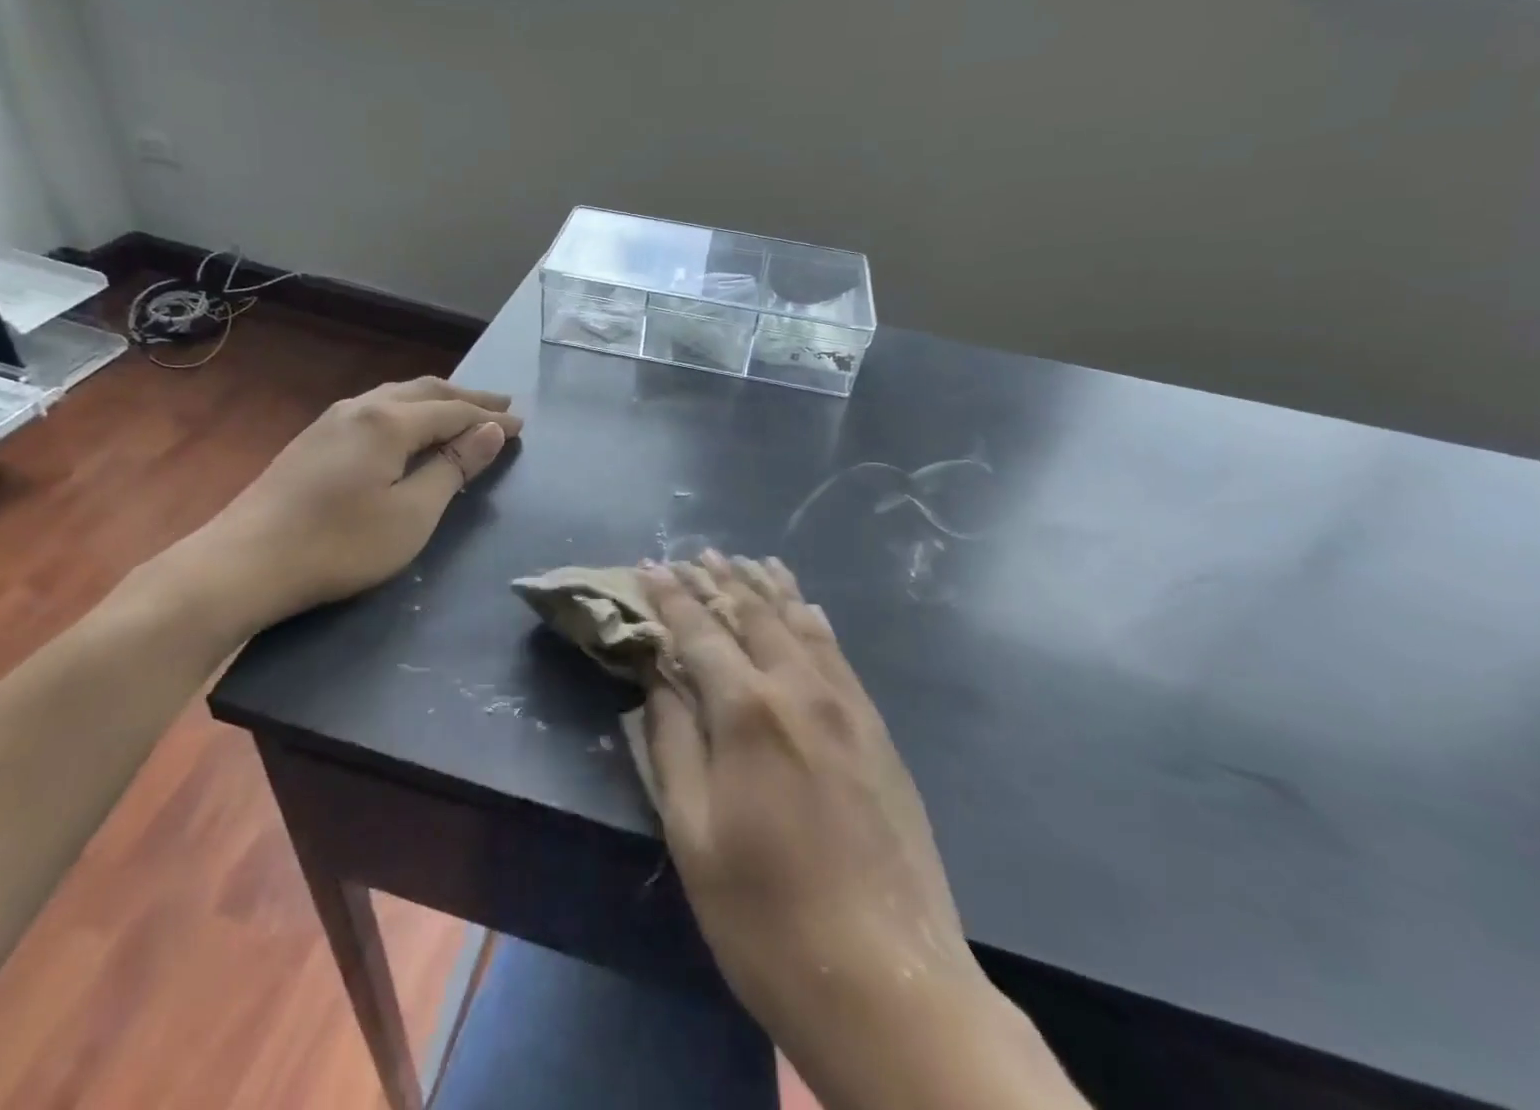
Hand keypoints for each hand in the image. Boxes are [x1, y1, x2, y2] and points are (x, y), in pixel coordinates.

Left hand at [172, 377, 520, 640]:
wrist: (242, 563)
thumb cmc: (339, 544)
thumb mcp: (412, 514)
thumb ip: (453, 468)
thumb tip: (491, 431)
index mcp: (390, 421)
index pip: (454, 411)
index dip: (490, 419)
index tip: (522, 425)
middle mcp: (362, 407)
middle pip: (426, 391)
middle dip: (467, 397)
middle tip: (502, 405)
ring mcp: (332, 420)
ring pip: (397, 395)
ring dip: (436, 400)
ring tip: (462, 408)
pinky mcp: (313, 439)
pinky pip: (375, 408)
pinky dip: (407, 410)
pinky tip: (407, 425)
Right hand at [639, 553, 1084, 1109]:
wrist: (890, 984)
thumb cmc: (766, 918)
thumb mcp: (693, 835)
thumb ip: (672, 743)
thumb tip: (658, 678)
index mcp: (748, 711)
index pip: (700, 632)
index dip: (671, 597)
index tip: (649, 567)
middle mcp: (800, 689)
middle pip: (753, 614)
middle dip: (719, 580)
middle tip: (694, 555)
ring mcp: (846, 706)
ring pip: (800, 623)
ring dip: (767, 588)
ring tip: (747, 561)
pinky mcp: (876, 730)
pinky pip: (837, 653)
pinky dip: (812, 620)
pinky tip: (806, 608)